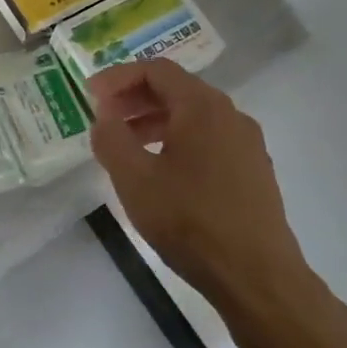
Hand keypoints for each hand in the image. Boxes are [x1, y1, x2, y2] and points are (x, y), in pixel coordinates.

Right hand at [86, 60, 321, 318]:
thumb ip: (111, 139)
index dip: (118, 77)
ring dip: (154, 121)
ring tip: (125, 146)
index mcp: (203, 107)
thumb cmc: (189, 220)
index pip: (156, 70)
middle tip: (103, 117)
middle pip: (177, 90)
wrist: (256, 277)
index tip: (90, 95)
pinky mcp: (253, 172)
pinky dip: (177, 141)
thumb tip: (104, 118)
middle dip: (135, 98)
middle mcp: (231, 116)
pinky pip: (209, 140)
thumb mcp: (134, 179)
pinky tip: (160, 172)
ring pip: (193, 117)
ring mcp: (247, 145)